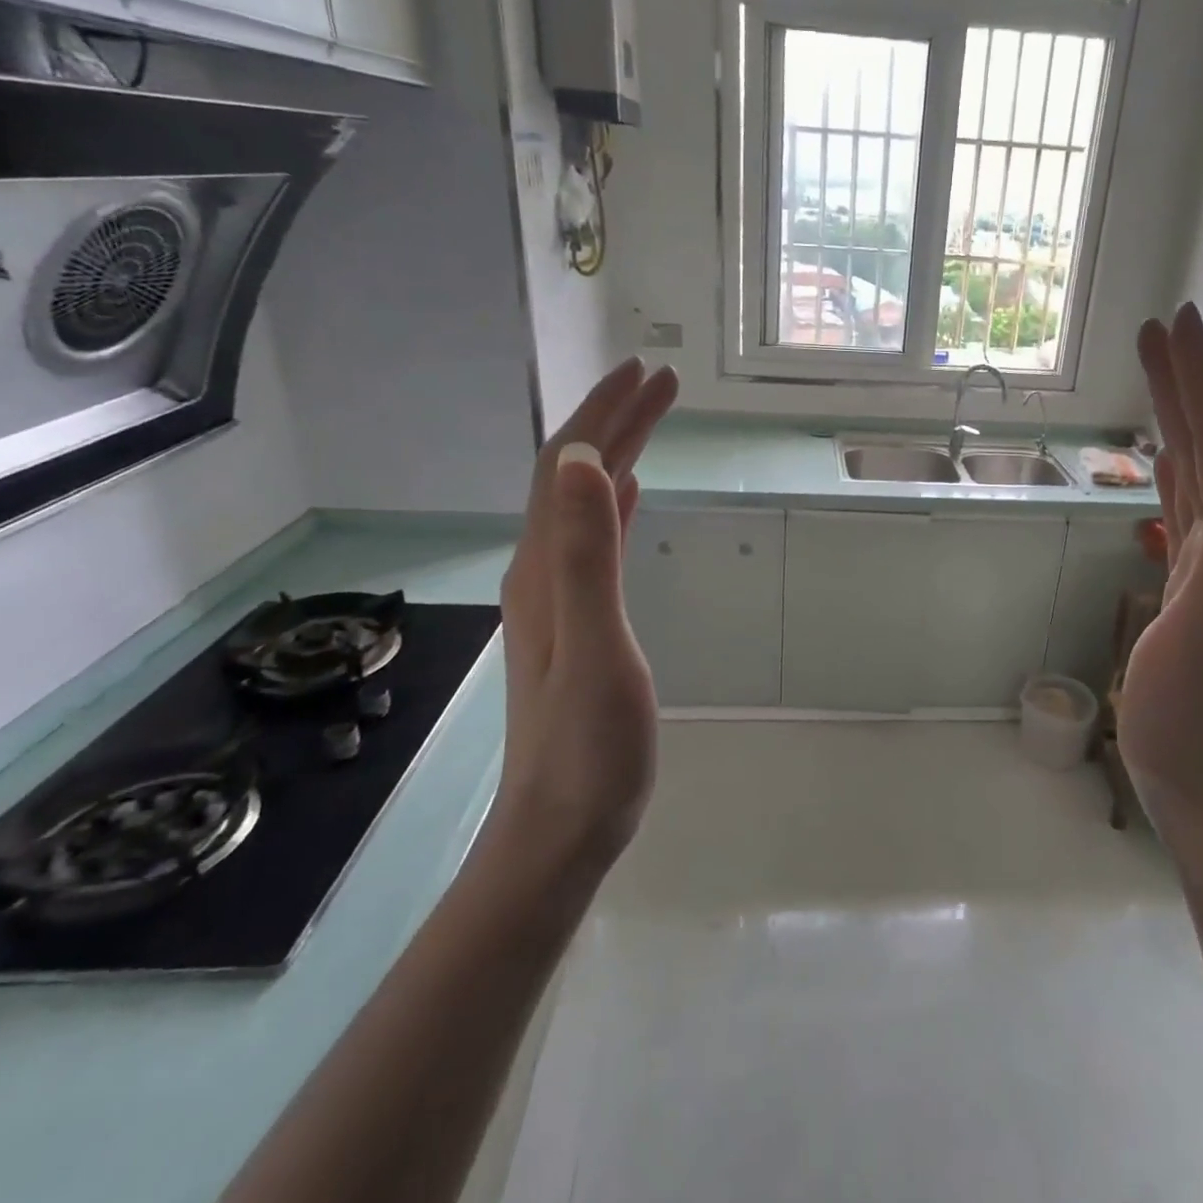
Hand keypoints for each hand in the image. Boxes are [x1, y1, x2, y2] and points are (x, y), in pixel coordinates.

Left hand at [493, 357, 678, 877]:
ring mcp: (557, 598)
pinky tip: (626, 495)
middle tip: (661, 382)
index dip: (604, 415)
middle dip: (614, 421)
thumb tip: (581, 460)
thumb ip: (586, 554)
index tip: (647, 374)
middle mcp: (541, 571)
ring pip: (583, 504)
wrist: (561, 827)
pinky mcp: (577, 621)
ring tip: (650, 420)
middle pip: (572, 477)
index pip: (566, 468)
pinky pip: (592, 541)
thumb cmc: (588, 746)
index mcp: (544, 568)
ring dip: (614, 454)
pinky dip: (610, 504)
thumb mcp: (594, 645)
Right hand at [1120, 304, 1202, 847]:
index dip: (1200, 381)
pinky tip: (1162, 473)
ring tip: (1157, 383)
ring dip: (1179, 425)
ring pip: (1198, 478)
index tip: (1174, 323)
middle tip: (1159, 331)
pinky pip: (1183, 519)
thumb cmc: (1200, 715)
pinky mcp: (1190, 596)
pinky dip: (1172, 482)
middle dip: (1187, 385)